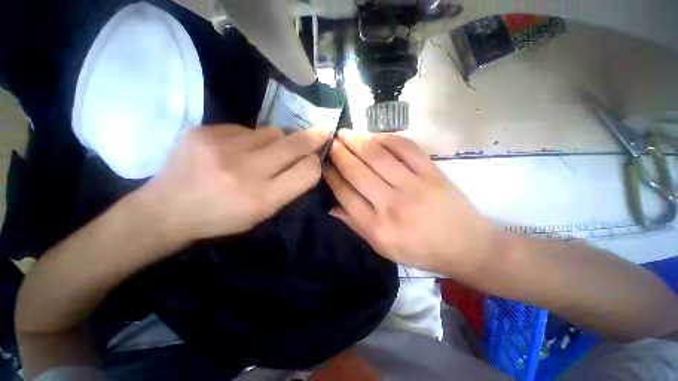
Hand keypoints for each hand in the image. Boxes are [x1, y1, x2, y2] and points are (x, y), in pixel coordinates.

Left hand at [141, 125, 329, 242]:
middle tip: (323, 131)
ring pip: (273, 131)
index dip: (315, 163)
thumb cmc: (221, 217)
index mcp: (262, 200)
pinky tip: (238, 150)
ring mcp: (222, 147)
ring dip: (279, 140)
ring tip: (268, 150)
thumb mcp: (262, 213)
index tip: (317, 157)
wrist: (166, 209)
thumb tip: (307, 161)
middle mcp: (246, 171)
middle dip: (313, 137)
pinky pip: (246, 128)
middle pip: (294, 144)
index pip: (307, 172)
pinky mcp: (204, 130)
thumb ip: (288, 188)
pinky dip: (251, 138)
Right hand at [324, 130, 501, 275]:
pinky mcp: (432, 172)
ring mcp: (414, 186)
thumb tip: (331, 207)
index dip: (332, 176)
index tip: (324, 165)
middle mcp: (392, 205)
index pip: (346, 195)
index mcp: (379, 227)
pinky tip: (374, 135)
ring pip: (377, 156)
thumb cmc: (421, 251)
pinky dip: (387, 137)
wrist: (467, 246)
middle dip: (339, 153)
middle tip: (331, 142)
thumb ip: (356, 225)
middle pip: (358, 171)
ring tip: (345, 133)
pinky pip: (405, 147)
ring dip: (358, 140)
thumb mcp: (383, 248)